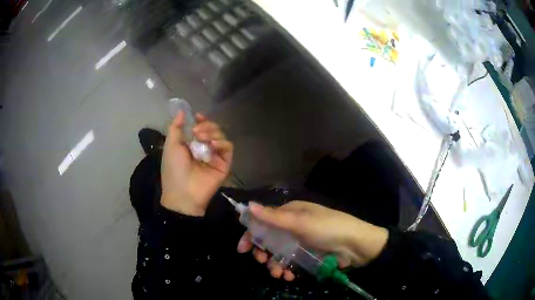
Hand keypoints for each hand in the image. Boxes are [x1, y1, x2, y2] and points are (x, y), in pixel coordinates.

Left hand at [161, 111, 232, 215]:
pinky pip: (228, 148)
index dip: (201, 120)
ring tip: (202, 139)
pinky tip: (212, 145)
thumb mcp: (171, 146)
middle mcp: (204, 148)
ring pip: (221, 136)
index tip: (198, 116)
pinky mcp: (224, 164)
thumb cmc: (173, 169)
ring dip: (212, 133)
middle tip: (197, 132)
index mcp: (191, 144)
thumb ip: (176, 127)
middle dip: (206, 126)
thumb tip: (181, 112)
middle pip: (213, 129)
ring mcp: (215, 156)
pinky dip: (221, 143)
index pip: (201, 128)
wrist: (183, 192)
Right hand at [237, 201, 387, 280]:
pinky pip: (290, 263)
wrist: (356, 246)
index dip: (251, 234)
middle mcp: (293, 226)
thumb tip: (248, 206)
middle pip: (269, 240)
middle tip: (262, 262)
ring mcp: (300, 242)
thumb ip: (274, 217)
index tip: (242, 249)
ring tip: (278, 274)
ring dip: (274, 265)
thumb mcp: (301, 222)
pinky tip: (289, 276)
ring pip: (278, 254)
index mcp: (290, 213)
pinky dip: (287, 270)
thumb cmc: (328, 229)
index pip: (263, 221)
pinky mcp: (307, 255)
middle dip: (263, 252)